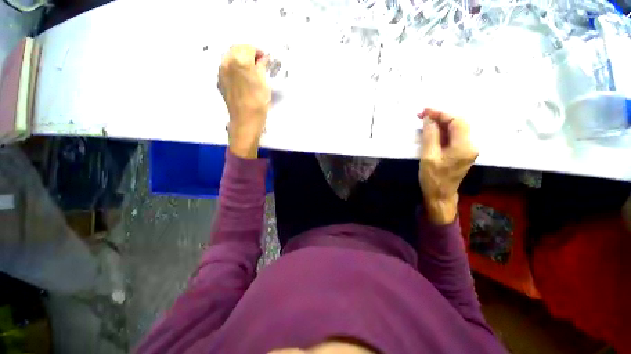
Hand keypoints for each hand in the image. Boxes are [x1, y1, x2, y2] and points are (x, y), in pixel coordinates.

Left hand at [218, 45, 270, 158]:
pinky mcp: (219, 81)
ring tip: (250, 70)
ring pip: (230, 57)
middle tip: (258, 63)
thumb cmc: (258, 103)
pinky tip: (241, 77)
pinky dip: (234, 67)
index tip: (265, 59)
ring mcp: (221, 71)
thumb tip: (263, 59)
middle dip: (248, 53)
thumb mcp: (263, 83)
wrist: (245, 120)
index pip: (249, 48)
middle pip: (237, 49)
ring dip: (240, 59)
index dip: (258, 52)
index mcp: (240, 60)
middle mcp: (226, 61)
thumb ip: (261, 66)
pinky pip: (226, 67)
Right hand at [418, 108, 477, 224]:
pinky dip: (442, 131)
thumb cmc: (433, 178)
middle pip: (458, 123)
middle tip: (422, 115)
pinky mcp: (462, 152)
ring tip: (425, 121)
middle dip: (440, 116)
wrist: (440, 196)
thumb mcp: (429, 157)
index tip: (424, 111)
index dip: (441, 113)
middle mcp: (471, 145)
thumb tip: (429, 119)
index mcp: (464, 146)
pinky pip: (453, 136)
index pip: (456, 121)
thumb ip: (430, 136)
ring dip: (441, 123)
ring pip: (456, 128)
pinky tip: (432, 131)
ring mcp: (467, 148)